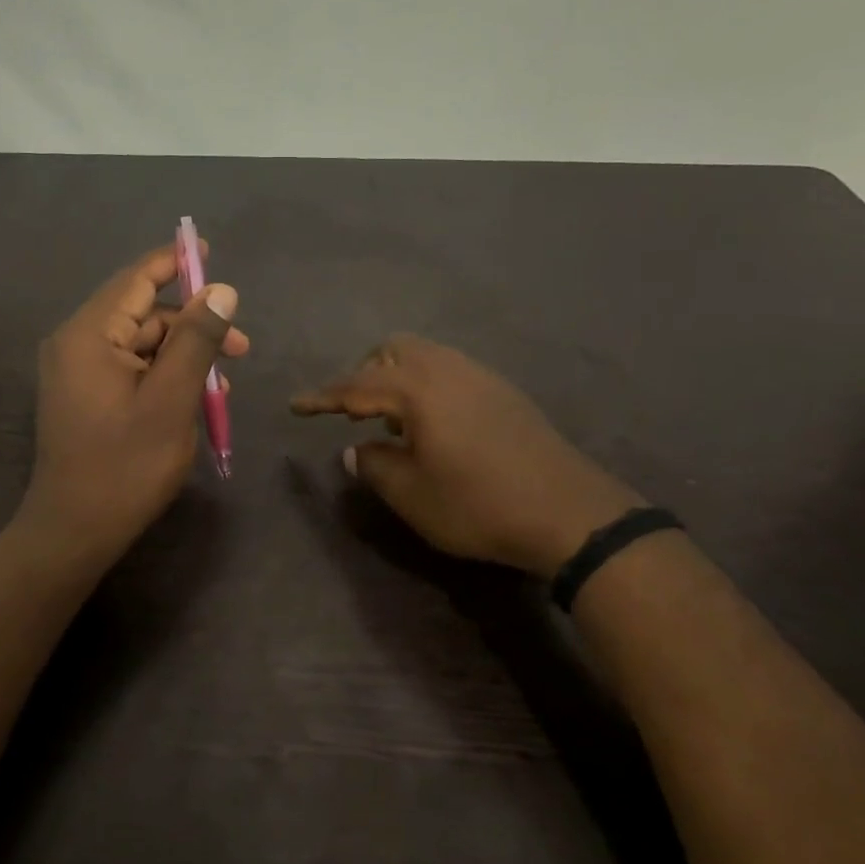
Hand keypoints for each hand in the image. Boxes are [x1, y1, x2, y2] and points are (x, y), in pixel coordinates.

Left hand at [17, 242, 248, 568]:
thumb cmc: (125, 467)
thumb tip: (221, 290)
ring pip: (140, 344)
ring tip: (223, 383)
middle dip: (192, 324)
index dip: (175, 262)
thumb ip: (196, 340)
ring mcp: (76, 372)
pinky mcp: (83, 395)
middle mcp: (75, 343)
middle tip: (241, 349)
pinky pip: (129, 368)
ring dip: (182, 355)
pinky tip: (194, 397)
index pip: (136, 280)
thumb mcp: (171, 400)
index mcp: (89, 335)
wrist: (74, 531)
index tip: (210, 251)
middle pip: (142, 314)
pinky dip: (163, 375)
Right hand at [291, 335, 639, 575]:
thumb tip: (355, 450)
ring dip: (399, 380)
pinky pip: (450, 372)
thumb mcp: (411, 494)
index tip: (296, 406)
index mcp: (418, 389)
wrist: (568, 512)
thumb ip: (373, 465)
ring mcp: (480, 377)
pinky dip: (427, 387)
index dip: (322, 397)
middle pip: (394, 351)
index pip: (355, 386)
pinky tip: (434, 426)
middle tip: (355, 413)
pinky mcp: (503, 392)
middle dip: (366, 375)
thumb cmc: (477, 504)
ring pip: (426, 358)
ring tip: (393, 422)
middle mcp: (447, 369)